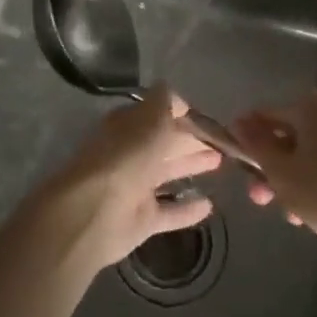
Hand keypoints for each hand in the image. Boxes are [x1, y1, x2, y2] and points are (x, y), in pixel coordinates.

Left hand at [42, 86, 222, 271]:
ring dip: (191, 166)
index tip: (209, 117)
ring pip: (167, 173)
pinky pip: (169, 212)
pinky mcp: (141, 220)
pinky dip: (187, 209)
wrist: (93, 213)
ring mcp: (135, 187)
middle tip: (223, 141)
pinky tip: (209, 205)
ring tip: (221, 162)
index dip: (182, 113)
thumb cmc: (125, 157)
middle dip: (190, 139)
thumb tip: (177, 97)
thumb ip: (165, 104)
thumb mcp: (150, 119)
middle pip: (164, 142)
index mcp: (128, 125)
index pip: (158, 113)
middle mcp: (130, 153)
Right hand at [232, 91, 316, 255]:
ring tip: (293, 217)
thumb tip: (239, 122)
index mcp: (309, 107)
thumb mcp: (282, 172)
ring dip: (294, 183)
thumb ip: (256, 146)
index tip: (235, 167)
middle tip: (261, 201)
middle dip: (271, 170)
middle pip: (289, 137)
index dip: (245, 140)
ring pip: (310, 156)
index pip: (264, 116)